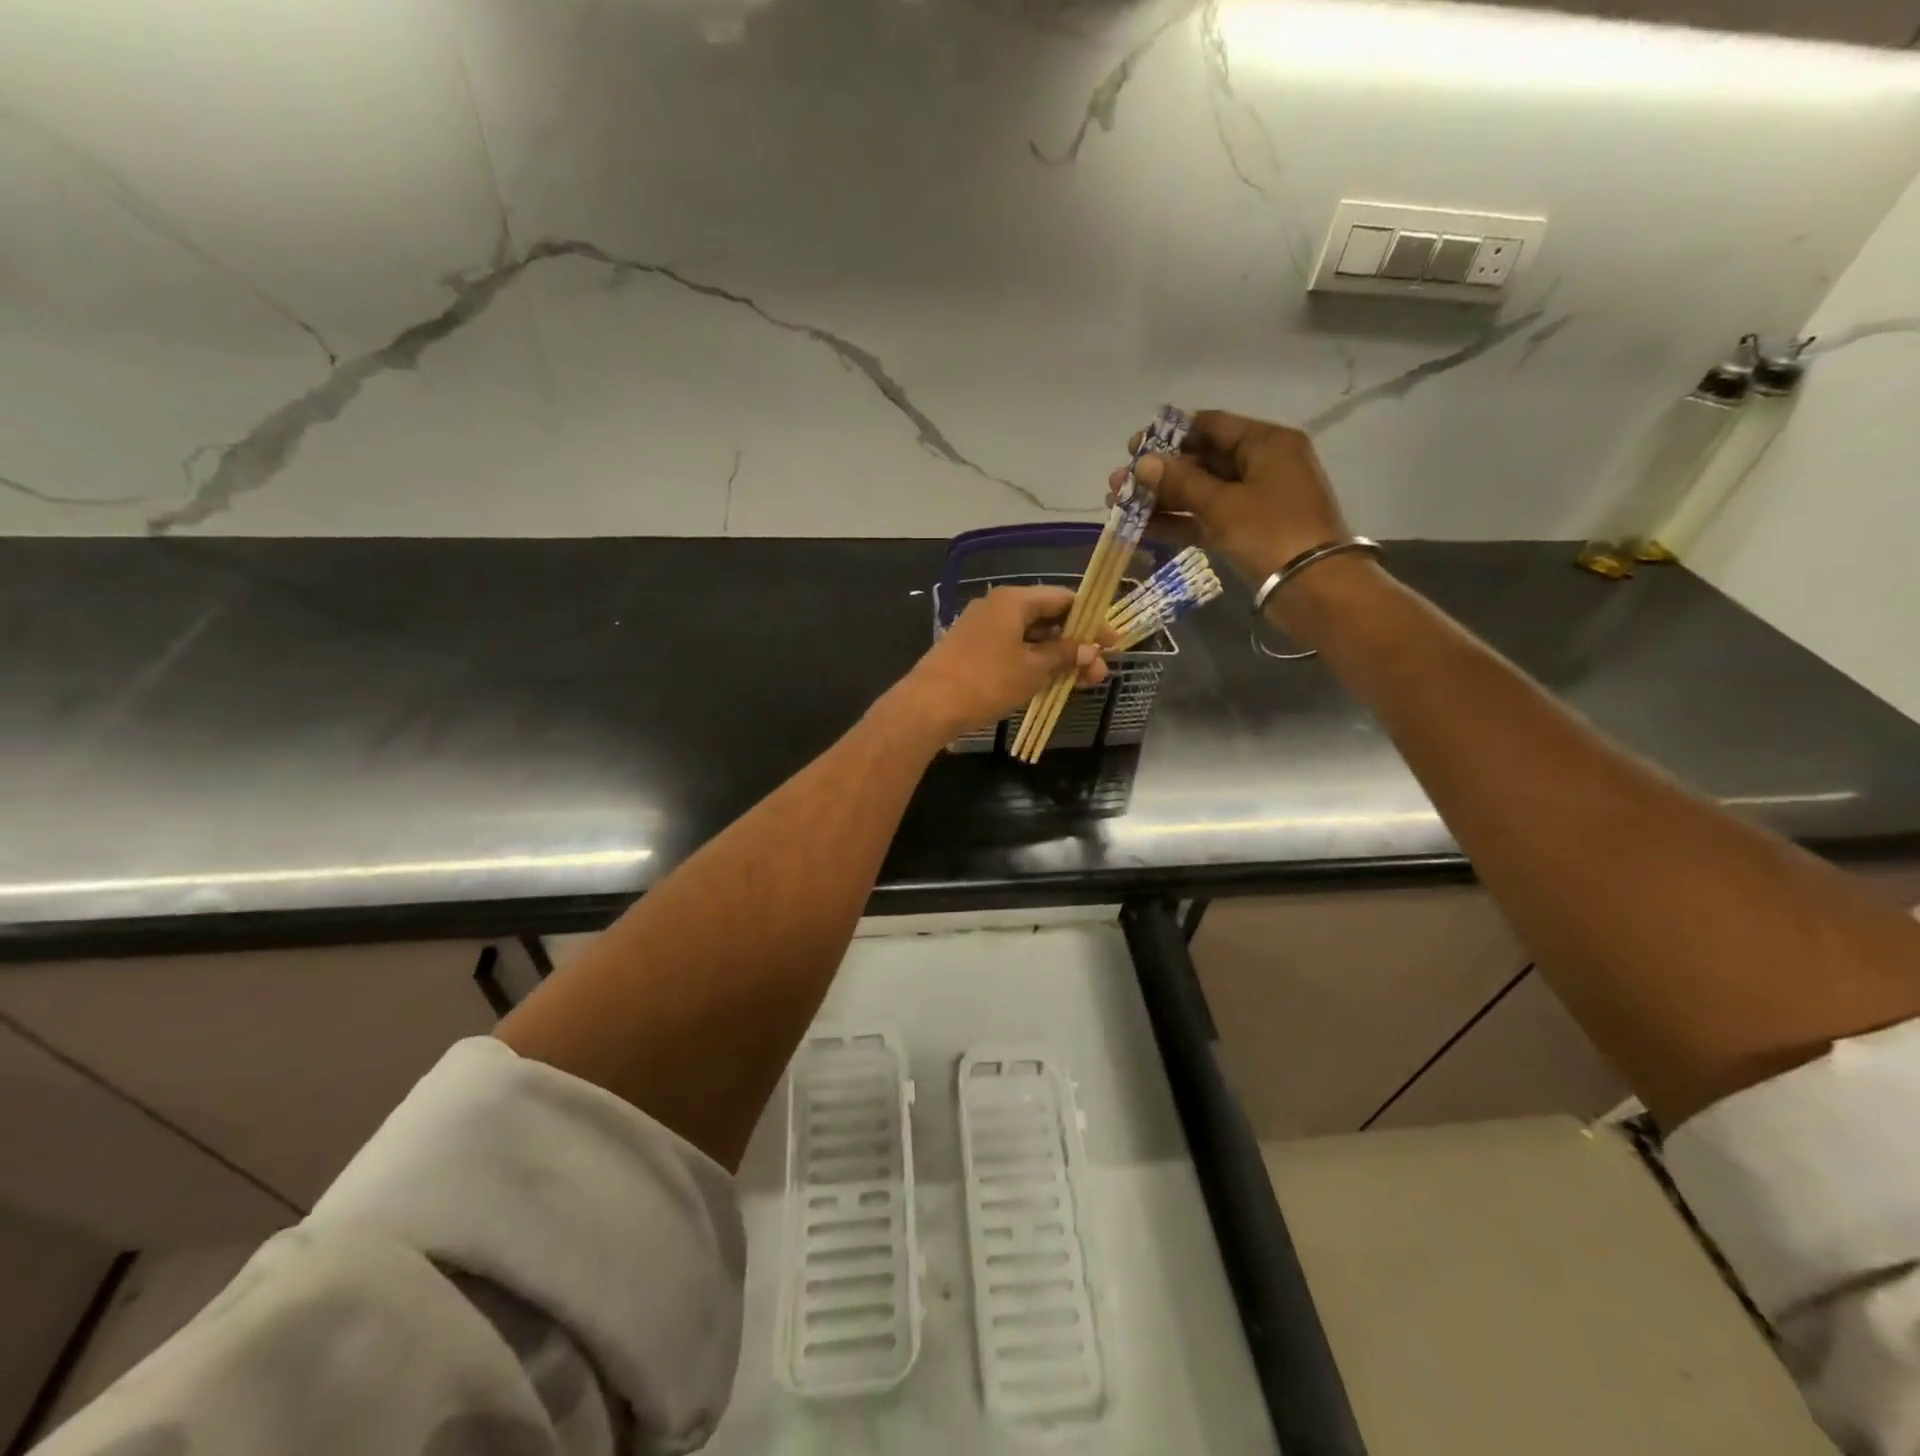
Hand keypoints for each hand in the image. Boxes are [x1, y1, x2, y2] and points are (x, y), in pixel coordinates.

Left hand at [902, 585, 1112, 738]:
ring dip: (1055, 657)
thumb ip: (1064, 655)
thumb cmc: (986, 681)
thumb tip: (1089, 649)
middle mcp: (997, 607)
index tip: (1111, 645)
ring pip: (1029, 637)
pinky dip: (1032, 663)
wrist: (928, 706)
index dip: (1091, 620)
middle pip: (1047, 617)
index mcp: (1013, 600)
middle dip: (1075, 644)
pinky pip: (1011, 650)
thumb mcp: (1033, 669)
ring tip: (1077, 683)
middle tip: (1096, 673)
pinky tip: (1047, 684)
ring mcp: (981, 628)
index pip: (1063, 598)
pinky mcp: (971, 650)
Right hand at [1108, 409, 1350, 587]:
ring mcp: (1252, 501)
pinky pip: (1204, 519)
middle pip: (1201, 460)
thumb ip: (1180, 482)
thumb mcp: (1223, 504)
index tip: (1133, 448)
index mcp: (1266, 443)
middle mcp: (1261, 465)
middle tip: (1118, 483)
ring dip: (1161, 499)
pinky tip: (1140, 529)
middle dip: (1158, 472)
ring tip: (1118, 506)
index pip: (1211, 426)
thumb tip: (1142, 463)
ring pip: (1199, 493)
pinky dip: (1176, 522)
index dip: (1170, 435)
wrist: (1314, 588)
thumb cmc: (1272, 532)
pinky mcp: (1244, 532)